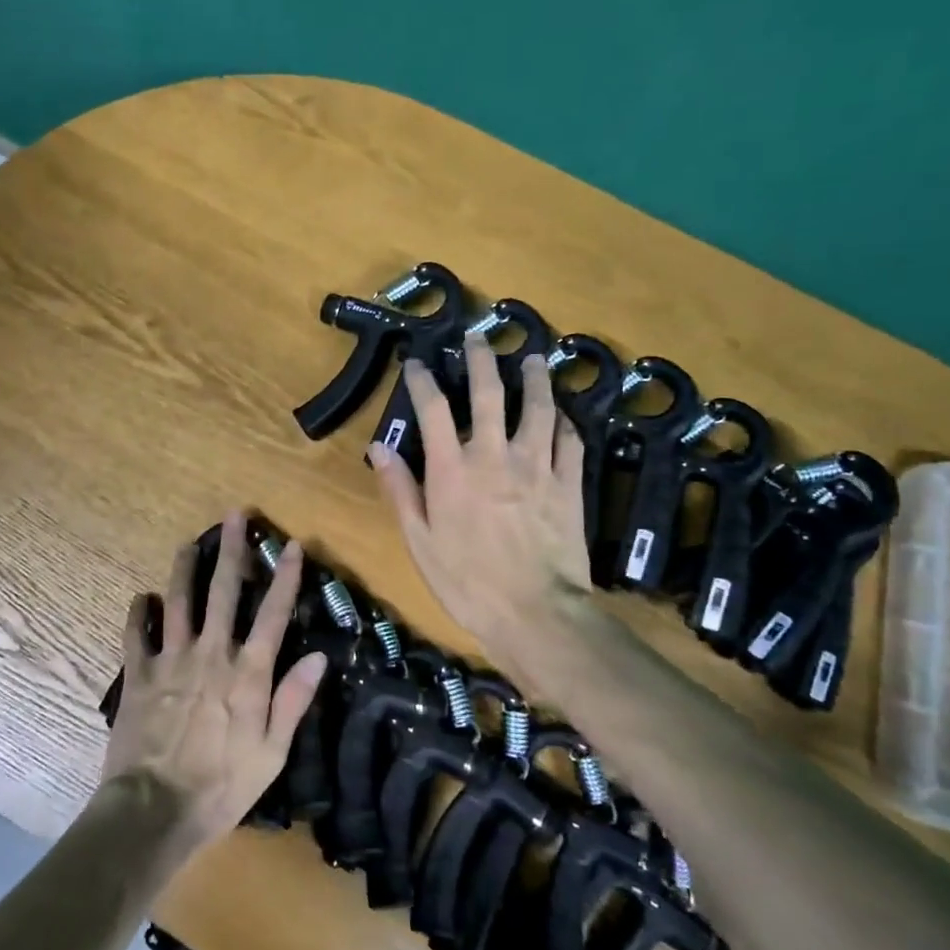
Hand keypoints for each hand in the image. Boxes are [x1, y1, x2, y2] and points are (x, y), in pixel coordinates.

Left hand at [100, 512, 326, 856]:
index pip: (273, 613)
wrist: (154, 810)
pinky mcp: (138, 673)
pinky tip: (142, 597)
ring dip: (185, 569)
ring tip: (188, 544)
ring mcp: (171, 659)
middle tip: (233, 515)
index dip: (286, 577)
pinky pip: (136, 633)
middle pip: (223, 591)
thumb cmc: (222, 786)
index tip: (293, 545)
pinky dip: (138, 612)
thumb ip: (293, 700)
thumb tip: (318, 656)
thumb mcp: (272, 753)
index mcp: (247, 672)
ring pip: (178, 600)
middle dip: (231, 550)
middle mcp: (210, 653)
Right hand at [368, 330, 596, 666]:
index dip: (422, 381)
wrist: (536, 613)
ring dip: (534, 379)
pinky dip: (565, 423)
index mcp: (453, 469)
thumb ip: (400, 490)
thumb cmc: (467, 582)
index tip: (415, 362)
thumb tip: (379, 447)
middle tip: (478, 337)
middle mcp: (495, 455)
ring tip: (532, 359)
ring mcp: (537, 466)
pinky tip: (563, 416)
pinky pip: (570, 442)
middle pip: (490, 393)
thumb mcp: (420, 541)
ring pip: (539, 408)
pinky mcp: (569, 484)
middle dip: (482, 359)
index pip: (433, 409)